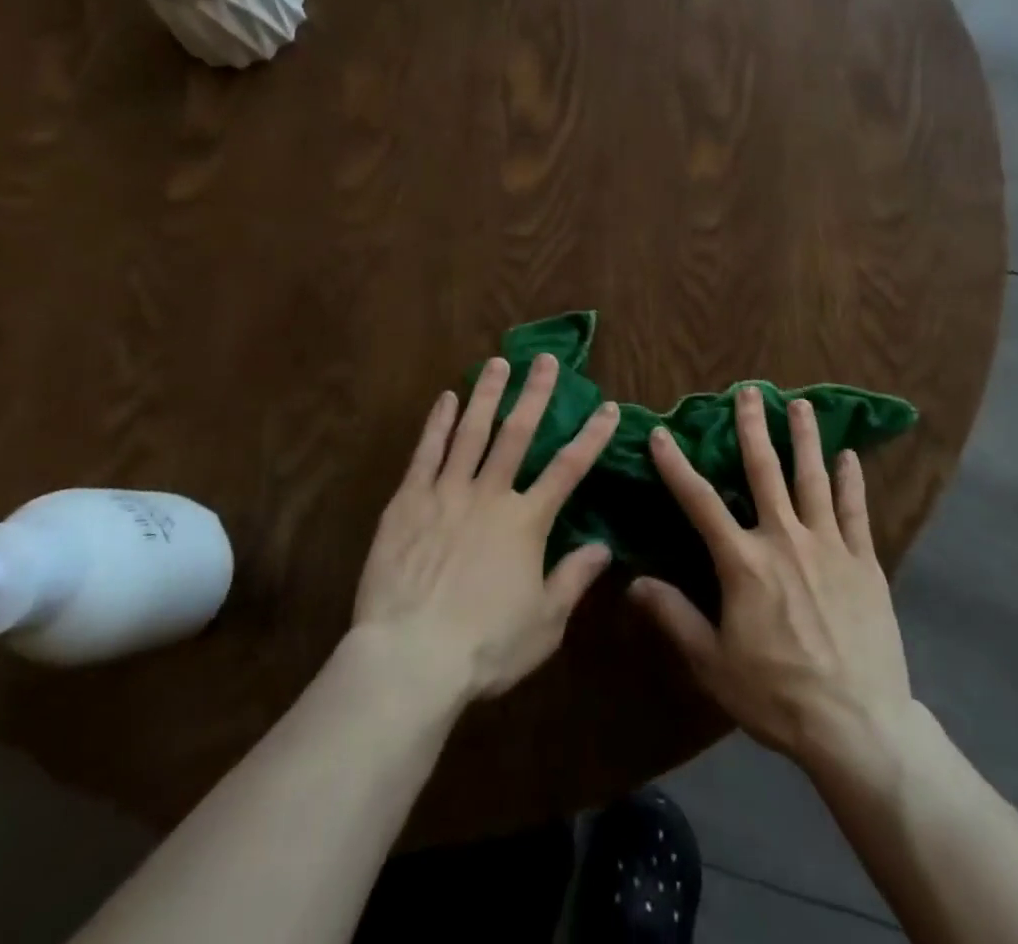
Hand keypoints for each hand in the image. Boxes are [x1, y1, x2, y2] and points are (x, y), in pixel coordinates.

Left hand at [352, 353, 618, 704]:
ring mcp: (447, 493)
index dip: (592, 436)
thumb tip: (604, 546)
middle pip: (518, 434)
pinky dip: (438, 423)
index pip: (569, 468)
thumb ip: (574, 579)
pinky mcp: (409, 501)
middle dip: (535, 393)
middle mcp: (491, 495)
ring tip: (497, 362)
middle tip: (545, 359)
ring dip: (487, 394)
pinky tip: (446, 398)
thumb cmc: (485, 647)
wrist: (410, 658)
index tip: (608, 406)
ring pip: (472, 432)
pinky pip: (427, 453)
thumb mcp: (544, 623)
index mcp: (527, 522)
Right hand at [629, 387, 916, 778]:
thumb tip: (634, 581)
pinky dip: (851, 480)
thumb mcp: (714, 663)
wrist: (857, 725)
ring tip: (801, 404)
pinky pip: (856, 510)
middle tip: (748, 391)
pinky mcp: (864, 562)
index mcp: (744, 562)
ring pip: (813, 478)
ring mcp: (829, 546)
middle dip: (753, 427)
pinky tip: (849, 455)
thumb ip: (674, 616)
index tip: (661, 434)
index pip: (700, 502)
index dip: (676, 466)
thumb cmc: (778, 695)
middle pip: (765, 471)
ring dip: (805, 438)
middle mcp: (785, 539)